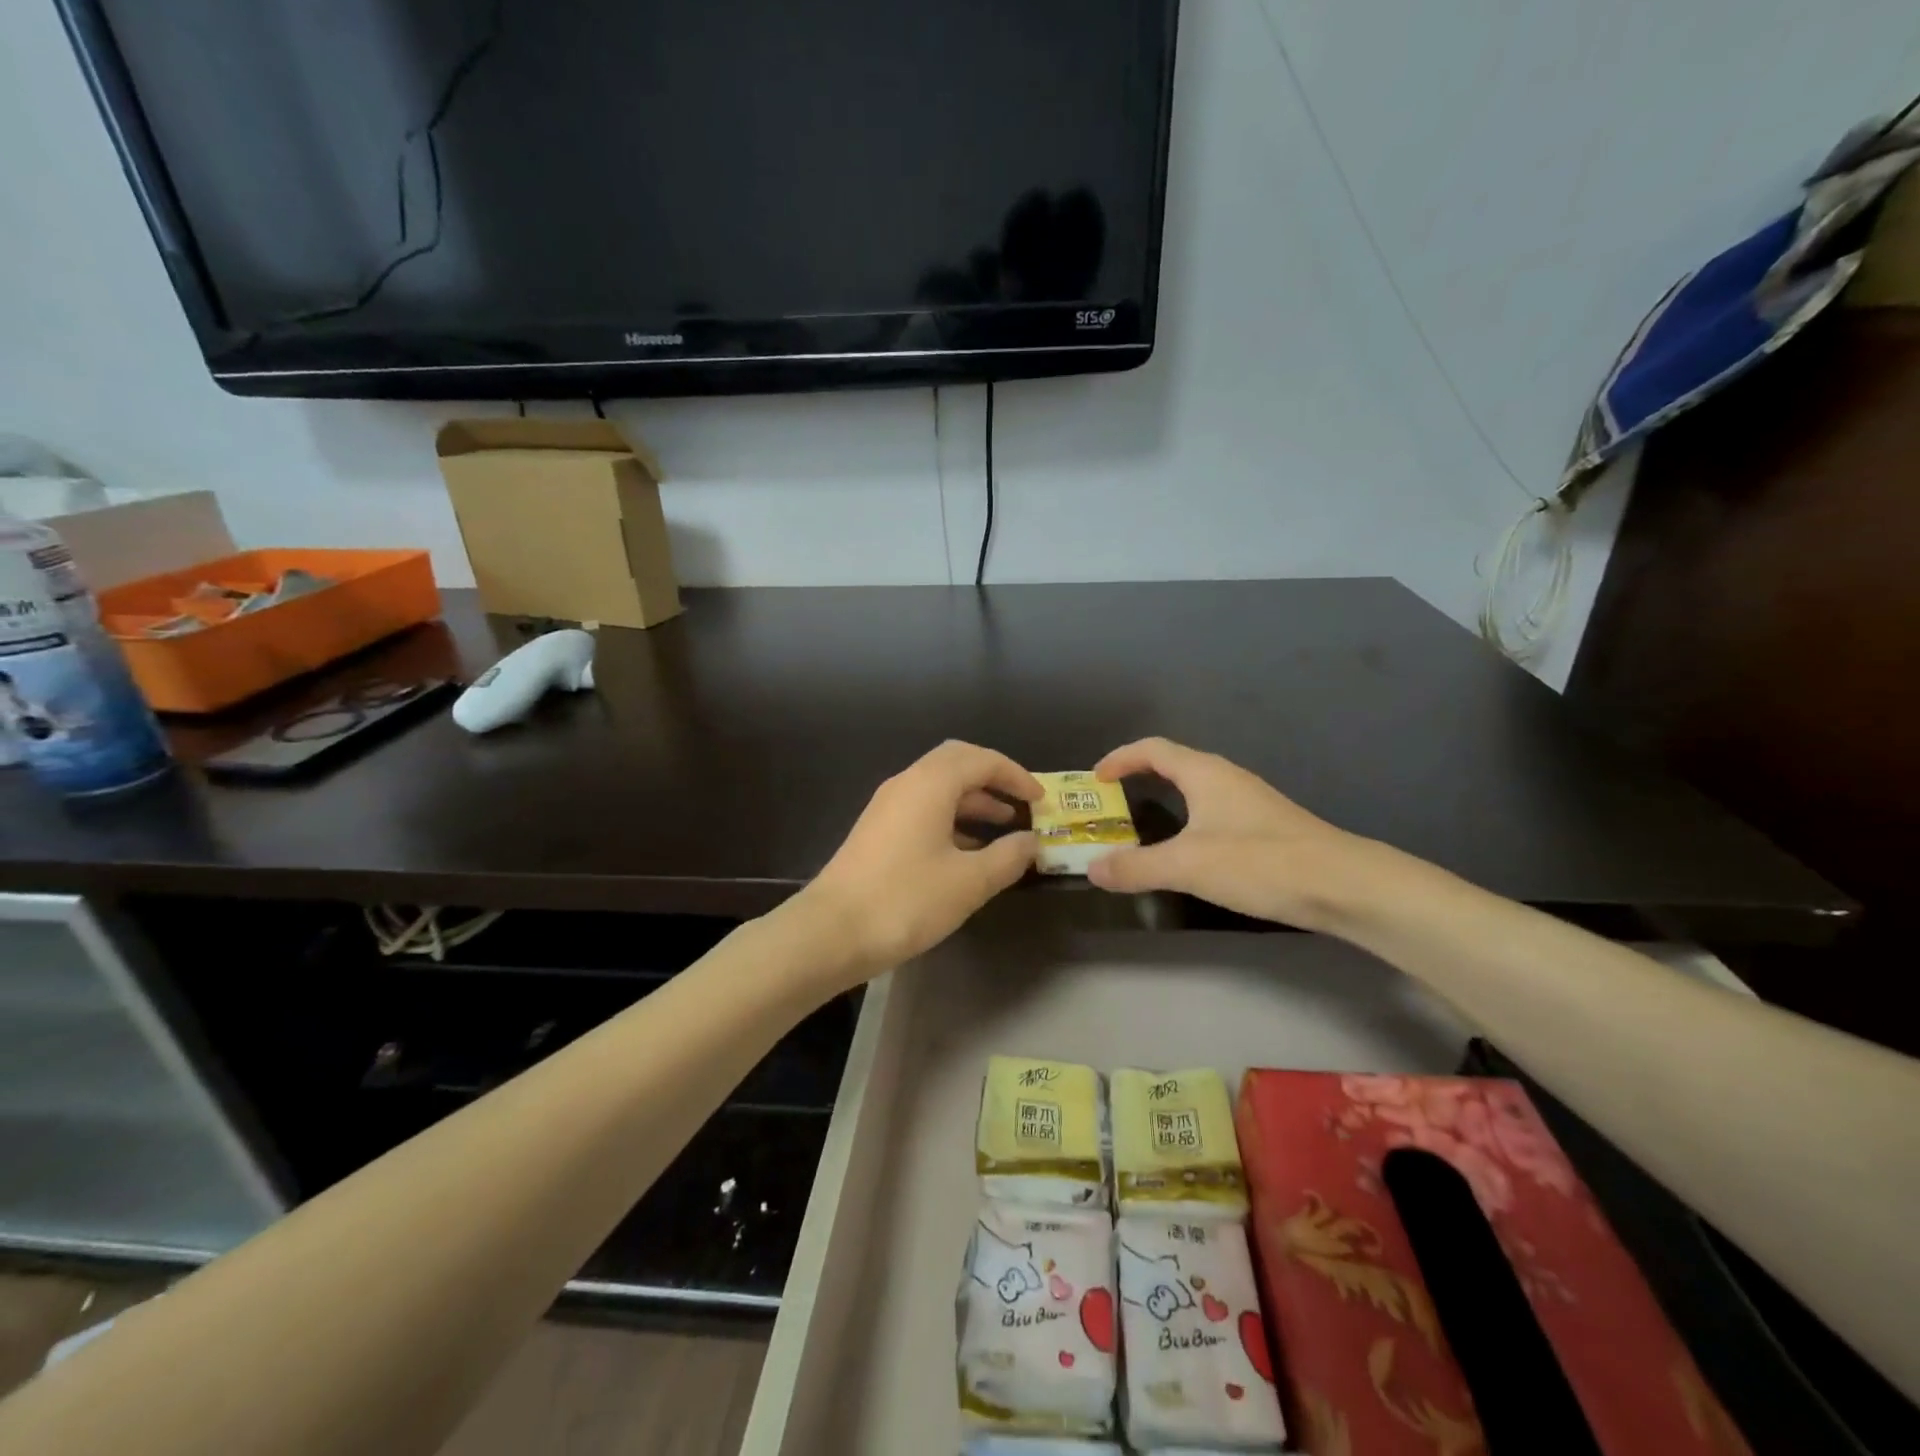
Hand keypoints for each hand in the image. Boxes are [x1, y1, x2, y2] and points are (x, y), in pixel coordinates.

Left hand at [796, 740, 1041, 981]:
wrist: (831, 933)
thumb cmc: (906, 900)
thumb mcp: (969, 882)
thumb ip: (1007, 857)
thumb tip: (1031, 841)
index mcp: (930, 784)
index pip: (981, 760)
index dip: (1016, 775)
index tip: (1041, 800)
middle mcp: (906, 784)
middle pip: (957, 762)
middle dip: (993, 779)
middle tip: (1022, 803)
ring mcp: (887, 806)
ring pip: (939, 787)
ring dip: (974, 800)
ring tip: (1004, 828)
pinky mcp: (878, 831)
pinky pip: (924, 808)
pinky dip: (952, 818)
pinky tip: (968, 850)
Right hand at [1086, 737, 1371, 930]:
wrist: (1343, 885)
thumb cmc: (1259, 862)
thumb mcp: (1187, 866)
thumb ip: (1136, 867)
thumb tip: (1093, 869)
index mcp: (1204, 773)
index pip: (1152, 749)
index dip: (1120, 759)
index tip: (1095, 780)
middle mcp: (1226, 778)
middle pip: (1173, 765)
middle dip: (1137, 779)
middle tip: (1111, 805)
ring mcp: (1249, 801)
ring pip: (1195, 790)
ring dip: (1164, 801)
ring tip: (1141, 828)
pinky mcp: (1265, 827)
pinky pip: (1212, 812)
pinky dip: (1187, 822)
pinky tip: (1189, 852)